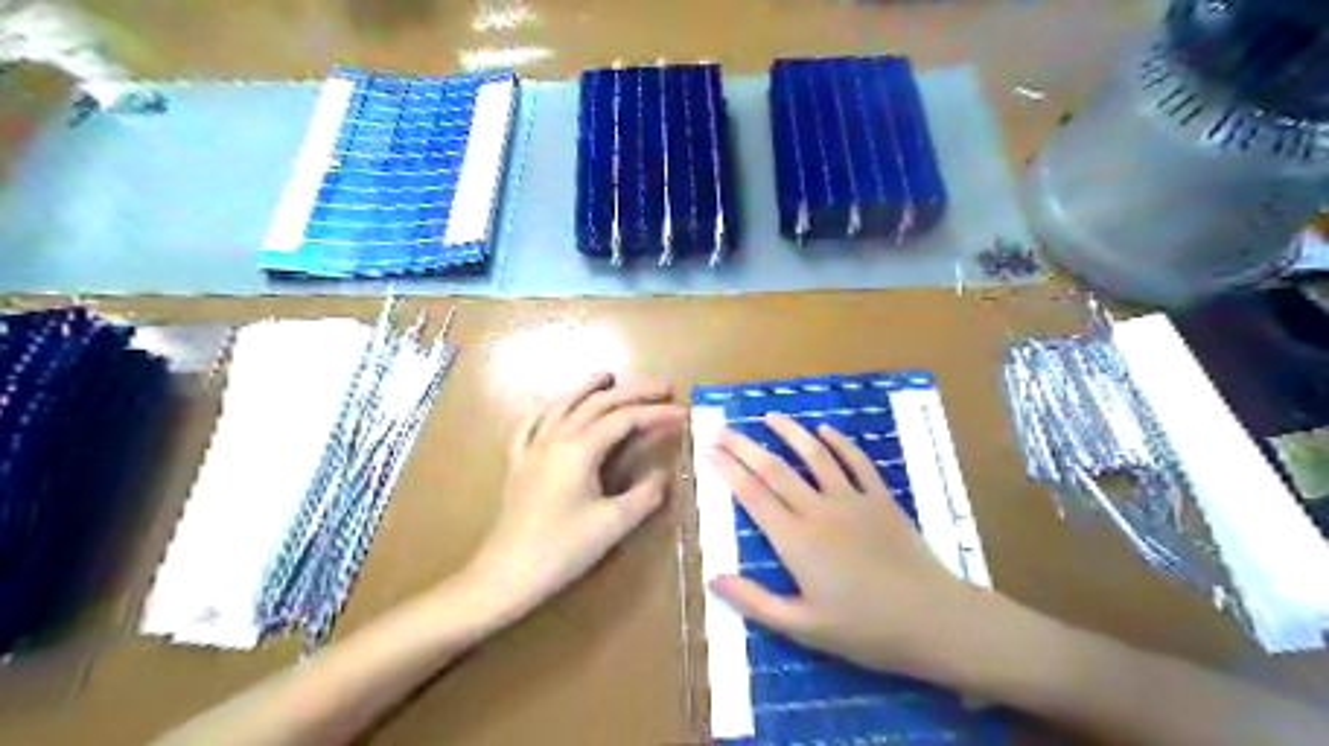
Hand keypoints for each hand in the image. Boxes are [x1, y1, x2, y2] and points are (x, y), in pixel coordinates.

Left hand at [465, 374, 683, 623]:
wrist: (506, 575)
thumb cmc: (563, 550)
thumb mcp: (613, 524)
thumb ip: (645, 494)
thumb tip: (664, 474)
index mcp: (580, 449)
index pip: (625, 419)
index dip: (656, 414)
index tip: (683, 414)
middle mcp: (556, 437)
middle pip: (597, 403)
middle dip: (633, 391)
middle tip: (663, 386)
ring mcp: (533, 447)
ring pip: (562, 405)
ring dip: (588, 388)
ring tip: (608, 376)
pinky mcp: (518, 462)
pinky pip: (531, 424)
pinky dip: (549, 410)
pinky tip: (555, 409)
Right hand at [712, 413, 989, 681]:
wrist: (933, 620)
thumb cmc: (864, 629)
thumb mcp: (803, 628)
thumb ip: (755, 602)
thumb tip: (713, 579)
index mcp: (796, 541)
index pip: (753, 495)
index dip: (729, 470)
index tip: (710, 451)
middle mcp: (819, 511)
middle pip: (775, 469)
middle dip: (746, 446)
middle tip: (724, 428)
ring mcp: (852, 500)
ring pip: (815, 455)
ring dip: (790, 432)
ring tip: (770, 416)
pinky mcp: (881, 498)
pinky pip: (857, 461)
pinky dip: (839, 442)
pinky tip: (825, 430)